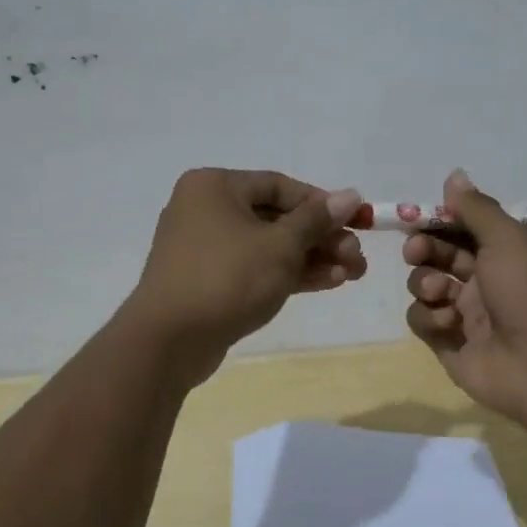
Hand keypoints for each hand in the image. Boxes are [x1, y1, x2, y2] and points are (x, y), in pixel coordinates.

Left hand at [124, 169, 365, 386]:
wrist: (168, 341)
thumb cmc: (227, 278)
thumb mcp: (280, 245)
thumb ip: (317, 219)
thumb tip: (350, 195)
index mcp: (215, 186)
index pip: (280, 185)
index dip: (323, 203)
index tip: (357, 221)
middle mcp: (206, 209)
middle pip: (277, 217)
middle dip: (321, 238)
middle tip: (358, 257)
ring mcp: (205, 248)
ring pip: (269, 246)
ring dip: (311, 258)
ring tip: (353, 274)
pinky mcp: (209, 281)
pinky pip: (255, 268)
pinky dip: (288, 274)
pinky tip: (328, 283)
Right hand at [403, 170, 526, 426]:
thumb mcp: (507, 238)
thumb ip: (476, 208)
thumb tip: (454, 175)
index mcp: (505, 253)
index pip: (462, 228)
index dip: (438, 221)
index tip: (417, 216)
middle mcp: (485, 281)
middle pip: (439, 255)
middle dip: (423, 248)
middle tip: (416, 250)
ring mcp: (467, 316)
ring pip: (425, 287)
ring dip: (425, 283)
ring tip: (439, 293)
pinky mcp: (450, 346)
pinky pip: (423, 321)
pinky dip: (429, 318)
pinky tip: (447, 323)